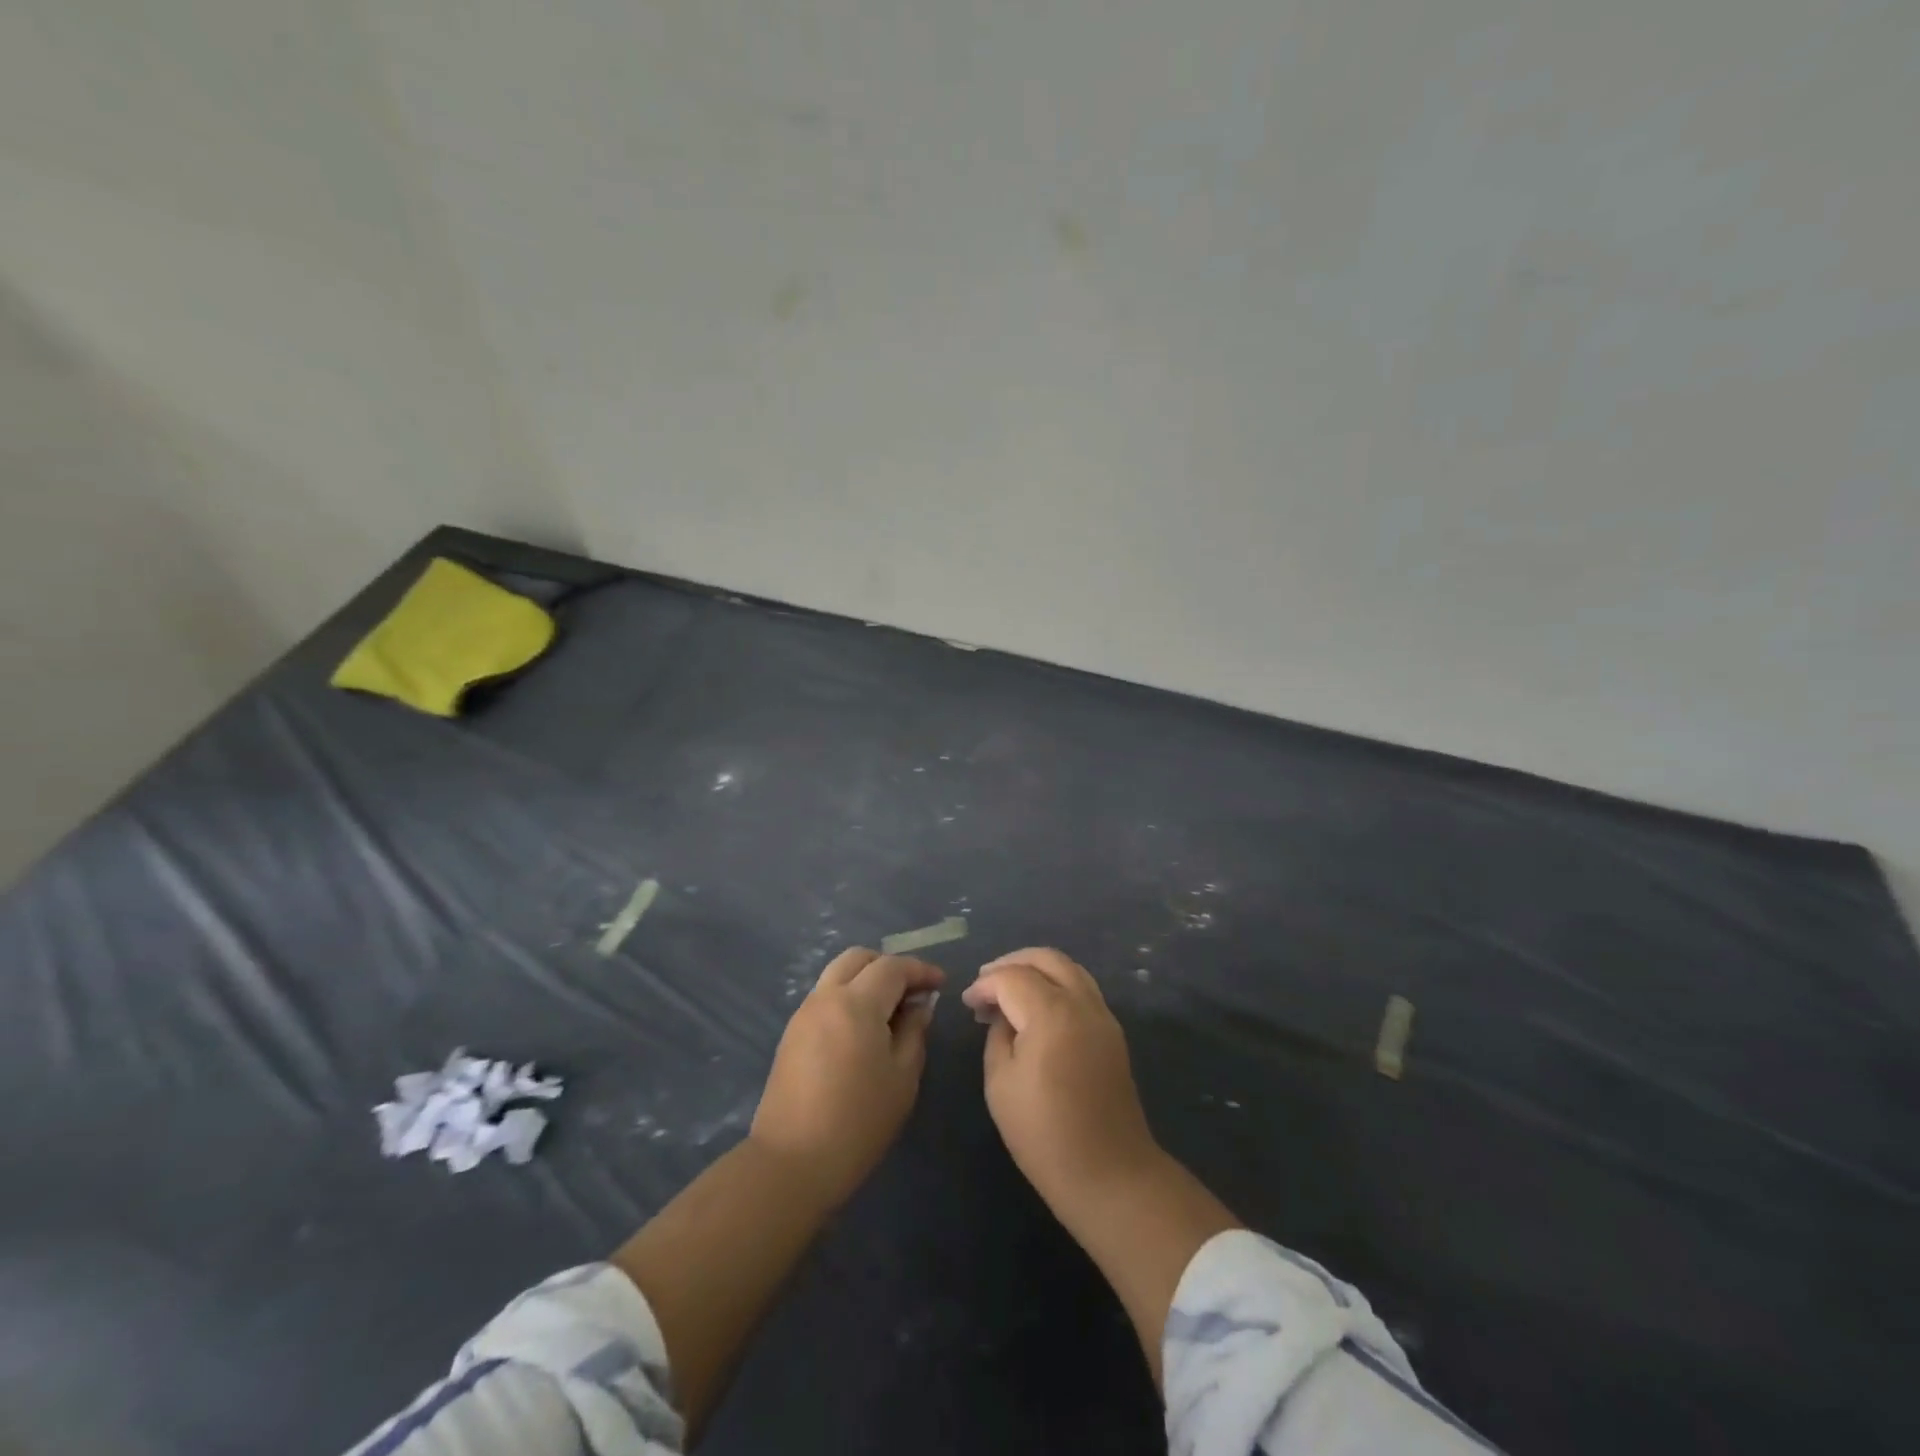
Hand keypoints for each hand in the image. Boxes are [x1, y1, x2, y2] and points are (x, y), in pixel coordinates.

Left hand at [750, 947, 943, 1208]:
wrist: (791, 1164)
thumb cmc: (858, 1122)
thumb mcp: (903, 1078)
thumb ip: (914, 1032)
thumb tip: (920, 1006)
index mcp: (856, 1003)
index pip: (892, 967)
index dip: (921, 970)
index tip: (941, 984)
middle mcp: (825, 997)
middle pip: (859, 958)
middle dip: (889, 966)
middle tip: (914, 991)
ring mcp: (803, 1014)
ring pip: (838, 974)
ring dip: (866, 980)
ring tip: (891, 1011)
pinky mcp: (791, 1034)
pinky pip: (825, 997)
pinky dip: (848, 997)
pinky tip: (864, 1029)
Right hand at [963, 947, 1239, 1386]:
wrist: (1111, 1175)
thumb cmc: (1045, 1136)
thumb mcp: (1001, 1085)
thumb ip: (998, 1037)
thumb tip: (1002, 1016)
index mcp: (1052, 1014)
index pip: (1012, 978)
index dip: (985, 985)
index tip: (967, 1003)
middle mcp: (1082, 1003)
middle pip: (1046, 958)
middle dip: (1012, 963)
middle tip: (986, 984)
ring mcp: (1103, 1015)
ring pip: (1068, 968)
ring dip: (1036, 970)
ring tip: (1009, 991)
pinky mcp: (1112, 1032)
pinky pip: (1081, 988)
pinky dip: (1056, 985)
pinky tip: (1036, 1009)